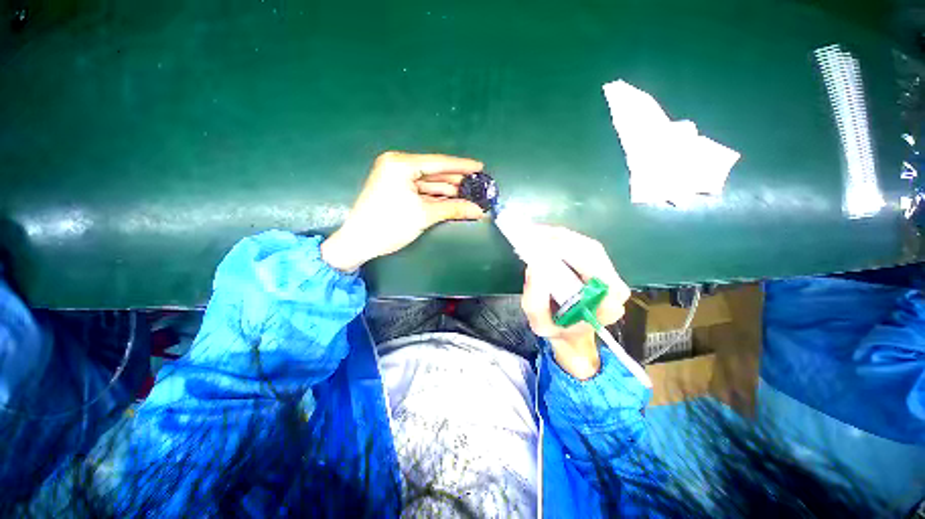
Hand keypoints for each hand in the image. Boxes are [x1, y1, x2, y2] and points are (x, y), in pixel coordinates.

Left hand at [321, 151, 486, 271]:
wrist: (359, 243)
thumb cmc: (390, 225)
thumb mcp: (424, 215)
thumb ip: (454, 209)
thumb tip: (479, 211)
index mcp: (401, 164)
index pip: (438, 163)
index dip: (462, 166)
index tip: (480, 167)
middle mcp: (397, 165)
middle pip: (434, 172)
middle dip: (456, 181)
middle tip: (477, 185)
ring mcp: (395, 177)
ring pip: (428, 182)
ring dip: (448, 190)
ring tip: (469, 195)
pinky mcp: (395, 189)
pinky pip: (421, 190)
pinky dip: (436, 197)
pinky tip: (452, 200)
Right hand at [520, 227, 630, 379]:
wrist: (571, 333)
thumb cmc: (557, 330)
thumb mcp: (540, 325)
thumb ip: (536, 303)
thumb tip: (534, 267)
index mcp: (606, 304)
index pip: (594, 269)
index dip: (569, 253)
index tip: (542, 248)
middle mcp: (614, 286)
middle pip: (591, 251)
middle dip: (560, 240)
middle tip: (533, 235)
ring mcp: (609, 274)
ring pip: (586, 245)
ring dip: (560, 236)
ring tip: (535, 234)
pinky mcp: (600, 265)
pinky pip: (582, 246)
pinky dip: (562, 238)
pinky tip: (544, 237)